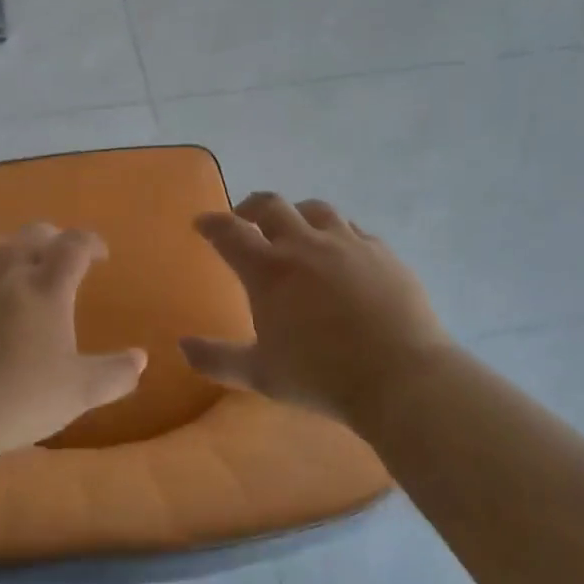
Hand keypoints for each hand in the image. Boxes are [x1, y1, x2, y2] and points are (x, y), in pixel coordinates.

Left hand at [0, 222, 147, 455]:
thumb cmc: (20, 398)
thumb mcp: (80, 392)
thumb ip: (115, 374)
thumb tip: (140, 359)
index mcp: (47, 288)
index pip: (74, 245)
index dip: (91, 242)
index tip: (100, 255)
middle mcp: (7, 274)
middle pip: (32, 235)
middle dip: (52, 238)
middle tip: (61, 256)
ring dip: (11, 249)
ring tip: (18, 266)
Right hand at [182, 192, 454, 426]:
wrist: (400, 377)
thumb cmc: (321, 377)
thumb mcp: (260, 375)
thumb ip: (217, 360)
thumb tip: (183, 347)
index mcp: (269, 270)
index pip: (229, 232)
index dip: (212, 224)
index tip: (203, 222)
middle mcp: (305, 245)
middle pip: (271, 206)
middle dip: (251, 207)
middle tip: (245, 218)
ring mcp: (348, 244)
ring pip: (316, 209)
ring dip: (297, 214)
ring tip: (295, 228)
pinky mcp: (382, 253)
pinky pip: (354, 230)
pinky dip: (337, 233)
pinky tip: (342, 251)